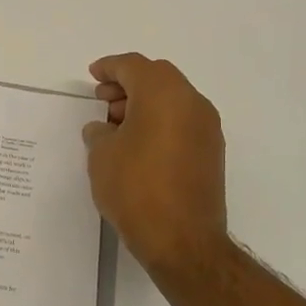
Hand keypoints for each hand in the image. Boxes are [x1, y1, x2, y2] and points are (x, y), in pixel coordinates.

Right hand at [83, 53, 228, 276]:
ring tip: (117, 127)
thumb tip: (105, 129)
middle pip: (158, 77)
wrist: (182, 240)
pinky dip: (161, 122)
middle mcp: (192, 102)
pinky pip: (183, 121)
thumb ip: (100, 133)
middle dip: (128, 84)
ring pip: (173, 99)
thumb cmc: (136, 189)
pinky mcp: (212, 152)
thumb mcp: (102, 156)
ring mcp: (207, 128)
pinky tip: (139, 145)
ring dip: (145, 104)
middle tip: (103, 101)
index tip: (93, 75)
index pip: (134, 66)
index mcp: (164, 94)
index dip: (110, 67)